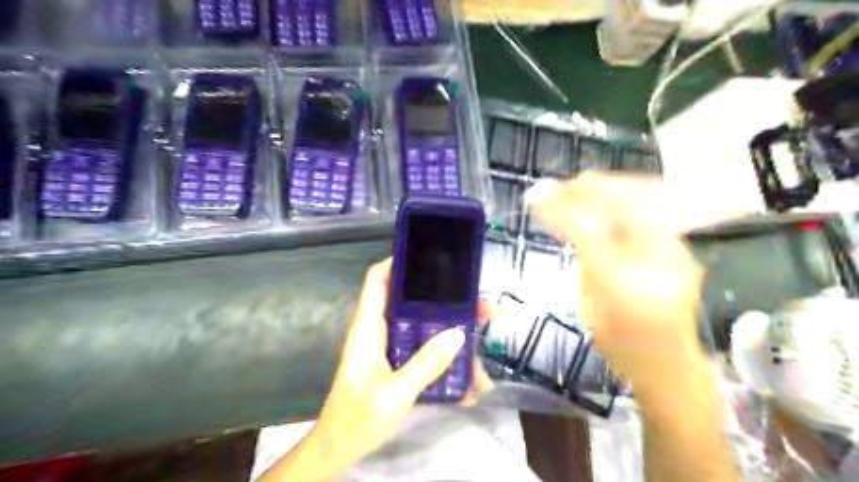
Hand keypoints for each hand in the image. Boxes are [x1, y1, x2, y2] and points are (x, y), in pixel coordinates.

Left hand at [259, 259, 493, 480]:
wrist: (340, 449)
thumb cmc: (357, 418)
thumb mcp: (394, 393)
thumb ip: (425, 363)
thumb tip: (458, 334)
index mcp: (369, 326)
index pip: (378, 279)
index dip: (400, 262)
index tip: (434, 257)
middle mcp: (382, 330)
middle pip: (417, 303)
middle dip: (452, 304)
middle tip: (485, 310)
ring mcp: (393, 348)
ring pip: (429, 331)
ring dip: (457, 342)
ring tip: (483, 365)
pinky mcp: (401, 364)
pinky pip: (429, 355)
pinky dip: (449, 367)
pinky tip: (468, 389)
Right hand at [531, 173, 703, 392]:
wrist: (674, 365)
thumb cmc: (623, 348)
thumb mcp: (591, 309)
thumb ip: (584, 264)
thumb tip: (569, 225)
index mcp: (623, 285)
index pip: (586, 231)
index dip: (558, 209)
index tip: (536, 199)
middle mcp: (656, 261)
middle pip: (621, 203)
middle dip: (585, 189)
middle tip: (558, 187)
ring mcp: (676, 250)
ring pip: (644, 196)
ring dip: (607, 187)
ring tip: (580, 186)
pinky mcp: (682, 246)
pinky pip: (654, 205)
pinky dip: (626, 195)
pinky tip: (608, 198)